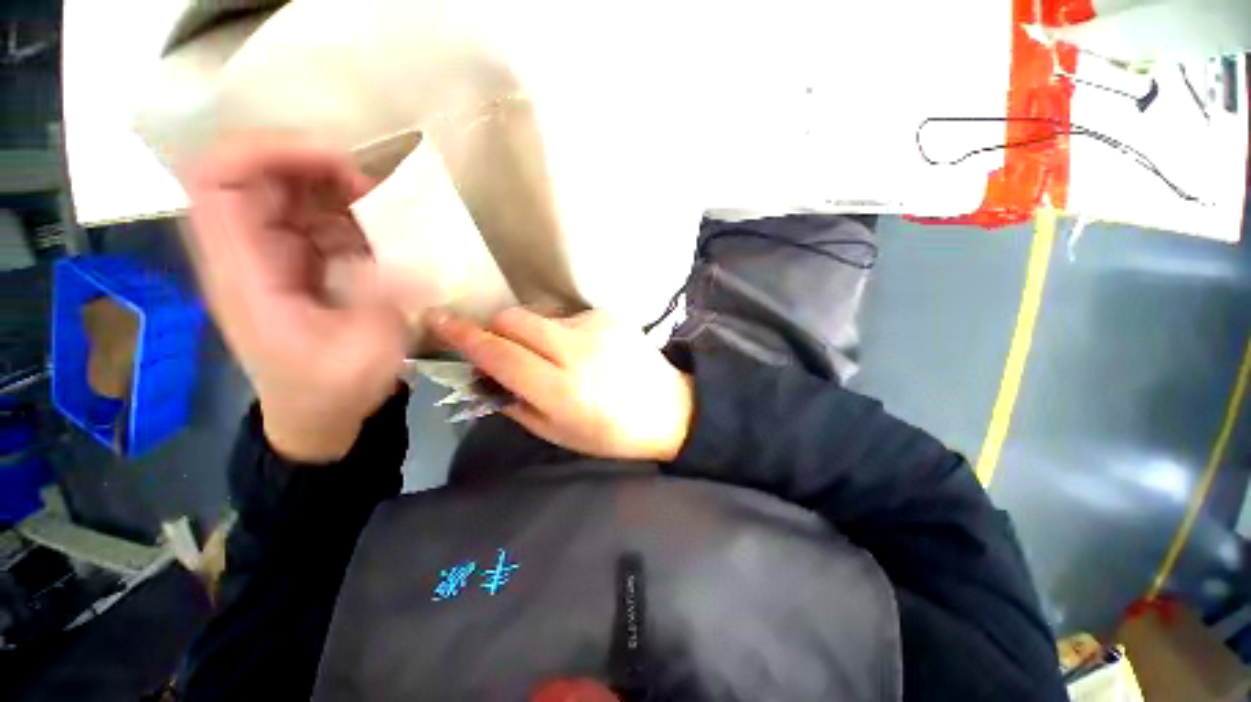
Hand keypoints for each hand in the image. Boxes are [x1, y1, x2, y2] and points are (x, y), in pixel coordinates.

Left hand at [184, 134, 408, 461]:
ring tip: (389, 214)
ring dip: (339, 190)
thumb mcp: (367, 351)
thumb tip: (408, 254)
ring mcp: (271, 256)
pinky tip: (386, 238)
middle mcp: (248, 252)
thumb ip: (383, 296)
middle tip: (375, 191)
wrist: (316, 415)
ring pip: (290, 191)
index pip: (219, 178)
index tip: (335, 158)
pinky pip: (317, 219)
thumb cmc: (332, 391)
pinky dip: (352, 217)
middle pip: (256, 173)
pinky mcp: (297, 264)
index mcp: (245, 271)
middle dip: (316, 166)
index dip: (267, 149)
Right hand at [427, 307, 693, 461]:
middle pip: (514, 319)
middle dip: (496, 329)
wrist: (669, 408)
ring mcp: (597, 326)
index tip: (438, 319)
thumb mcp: (558, 433)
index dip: (465, 337)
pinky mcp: (611, 314)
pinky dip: (562, 331)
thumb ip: (515, 402)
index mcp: (562, 389)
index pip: (501, 354)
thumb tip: (485, 375)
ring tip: (555, 357)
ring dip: (533, 333)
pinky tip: (583, 350)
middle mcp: (577, 350)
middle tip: (502, 348)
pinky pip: (568, 316)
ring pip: (539, 315)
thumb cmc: (612, 433)